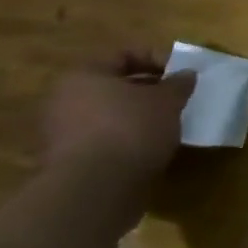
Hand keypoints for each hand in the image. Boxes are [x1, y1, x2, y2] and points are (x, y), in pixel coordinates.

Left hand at [39, 50, 193, 191]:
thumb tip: (186, 74)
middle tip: (175, 98)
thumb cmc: (131, 130)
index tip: (181, 74)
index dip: (157, 59)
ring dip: (137, 118)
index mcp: (83, 76)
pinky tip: (150, 149)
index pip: (124, 55)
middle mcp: (64, 101)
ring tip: (167, 125)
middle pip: (113, 87)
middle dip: (147, 91)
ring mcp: (61, 135)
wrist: (95, 192)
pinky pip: (103, 142)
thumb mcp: (167, 100)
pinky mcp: (68, 165)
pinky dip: (126, 142)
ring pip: (108, 116)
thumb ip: (178, 84)